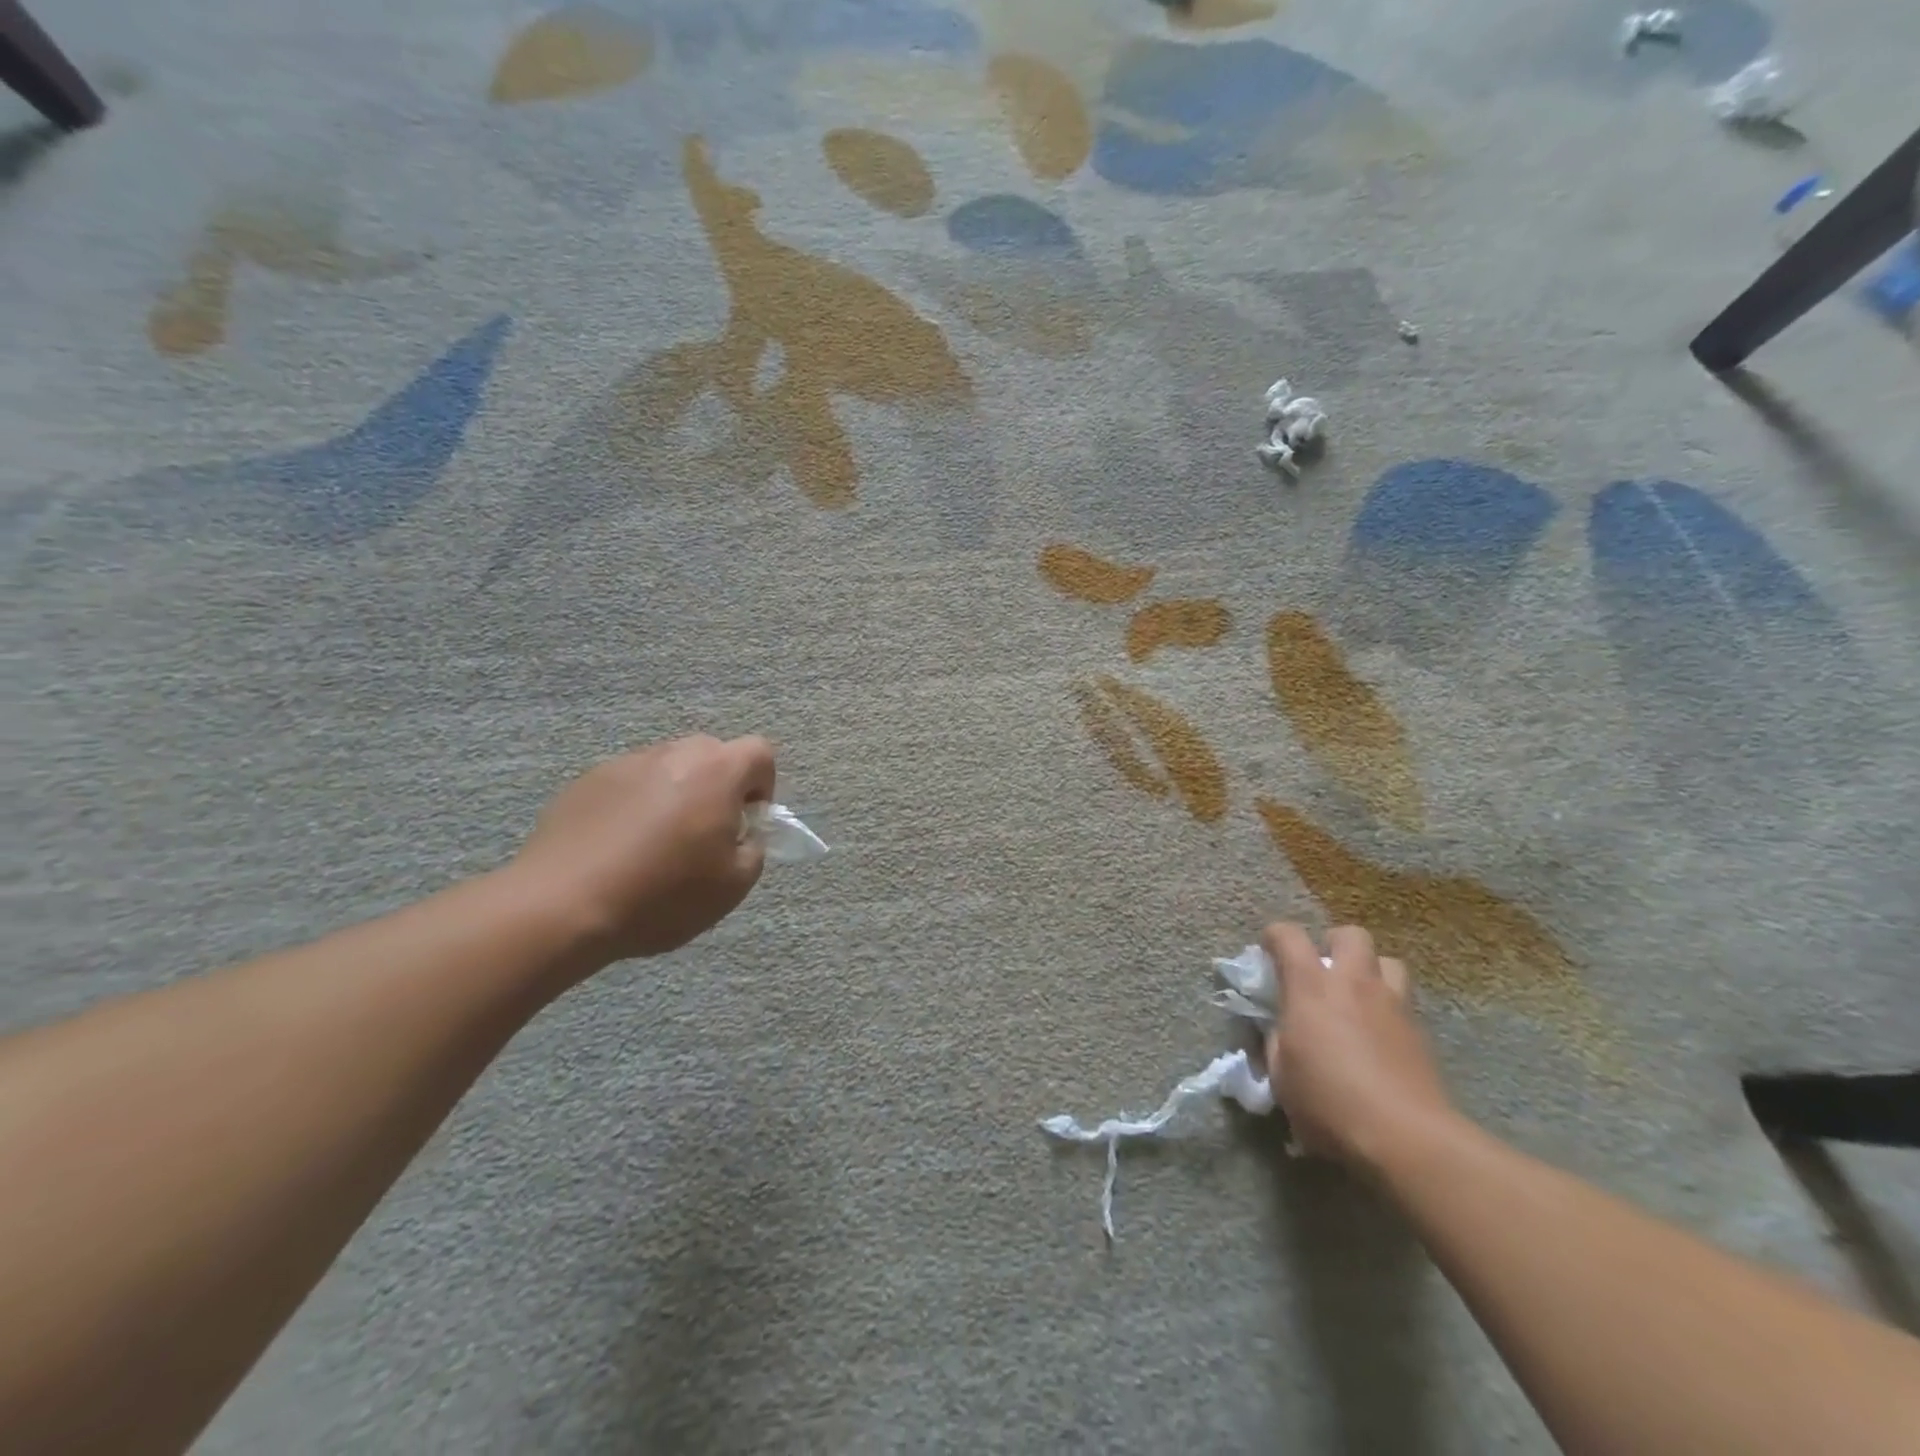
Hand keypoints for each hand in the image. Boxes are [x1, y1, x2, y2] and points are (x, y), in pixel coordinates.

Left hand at [511, 735, 776, 963]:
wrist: (561, 906)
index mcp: (717, 771)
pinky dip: (633, 806)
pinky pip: (627, 785)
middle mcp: (673, 753)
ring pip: (667, 768)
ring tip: (655, 846)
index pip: (760, 752)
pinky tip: (617, 849)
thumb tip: (743, 833)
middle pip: (712, 755)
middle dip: (718, 787)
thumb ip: (754, 848)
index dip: (763, 786)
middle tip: (705, 835)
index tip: (746, 824)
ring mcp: (624, 763)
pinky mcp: (585, 781)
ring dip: (674, 795)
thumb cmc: (662, 895)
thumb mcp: (734, 885)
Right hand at [1262, 922, 1456, 1169]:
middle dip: (1334, 944)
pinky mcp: (1420, 1032)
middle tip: (1323, 970)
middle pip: (1350, 935)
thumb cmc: (1329, 1103)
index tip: (1268, 954)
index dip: (1274, 937)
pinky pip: (1404, 1000)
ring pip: (1388, 961)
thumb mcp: (1281, 1075)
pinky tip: (1379, 1035)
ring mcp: (1393, 1004)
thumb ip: (1277, 1040)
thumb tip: (1282, 1028)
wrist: (1405, 1136)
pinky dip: (1388, 1007)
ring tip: (1358, 997)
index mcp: (1310, 986)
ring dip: (1370, 971)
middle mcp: (1354, 983)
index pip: (1288, 936)